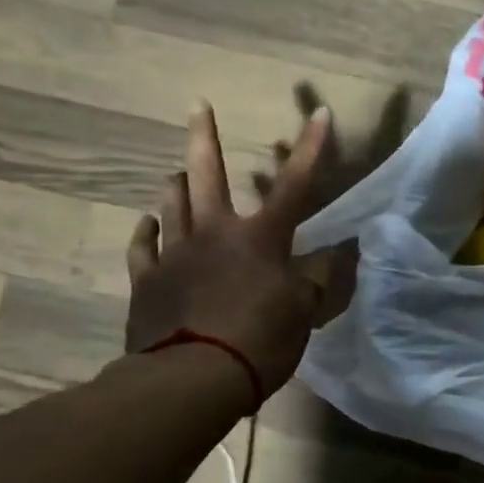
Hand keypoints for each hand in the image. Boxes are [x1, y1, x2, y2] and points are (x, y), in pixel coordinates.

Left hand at [124, 99, 334, 393]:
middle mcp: (214, 234)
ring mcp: (174, 255)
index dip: (310, 149)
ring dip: (176, 185)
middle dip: (205, 137)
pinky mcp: (146, 282)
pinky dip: (146, 232)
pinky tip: (147, 223)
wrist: (192, 378)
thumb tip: (341, 253)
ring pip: (171, 206)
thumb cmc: (259, 341)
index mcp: (260, 239)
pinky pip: (142, 247)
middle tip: (197, 104)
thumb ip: (320, 278)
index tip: (319, 113)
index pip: (293, 186)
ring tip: (176, 173)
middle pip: (207, 175)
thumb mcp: (304, 312)